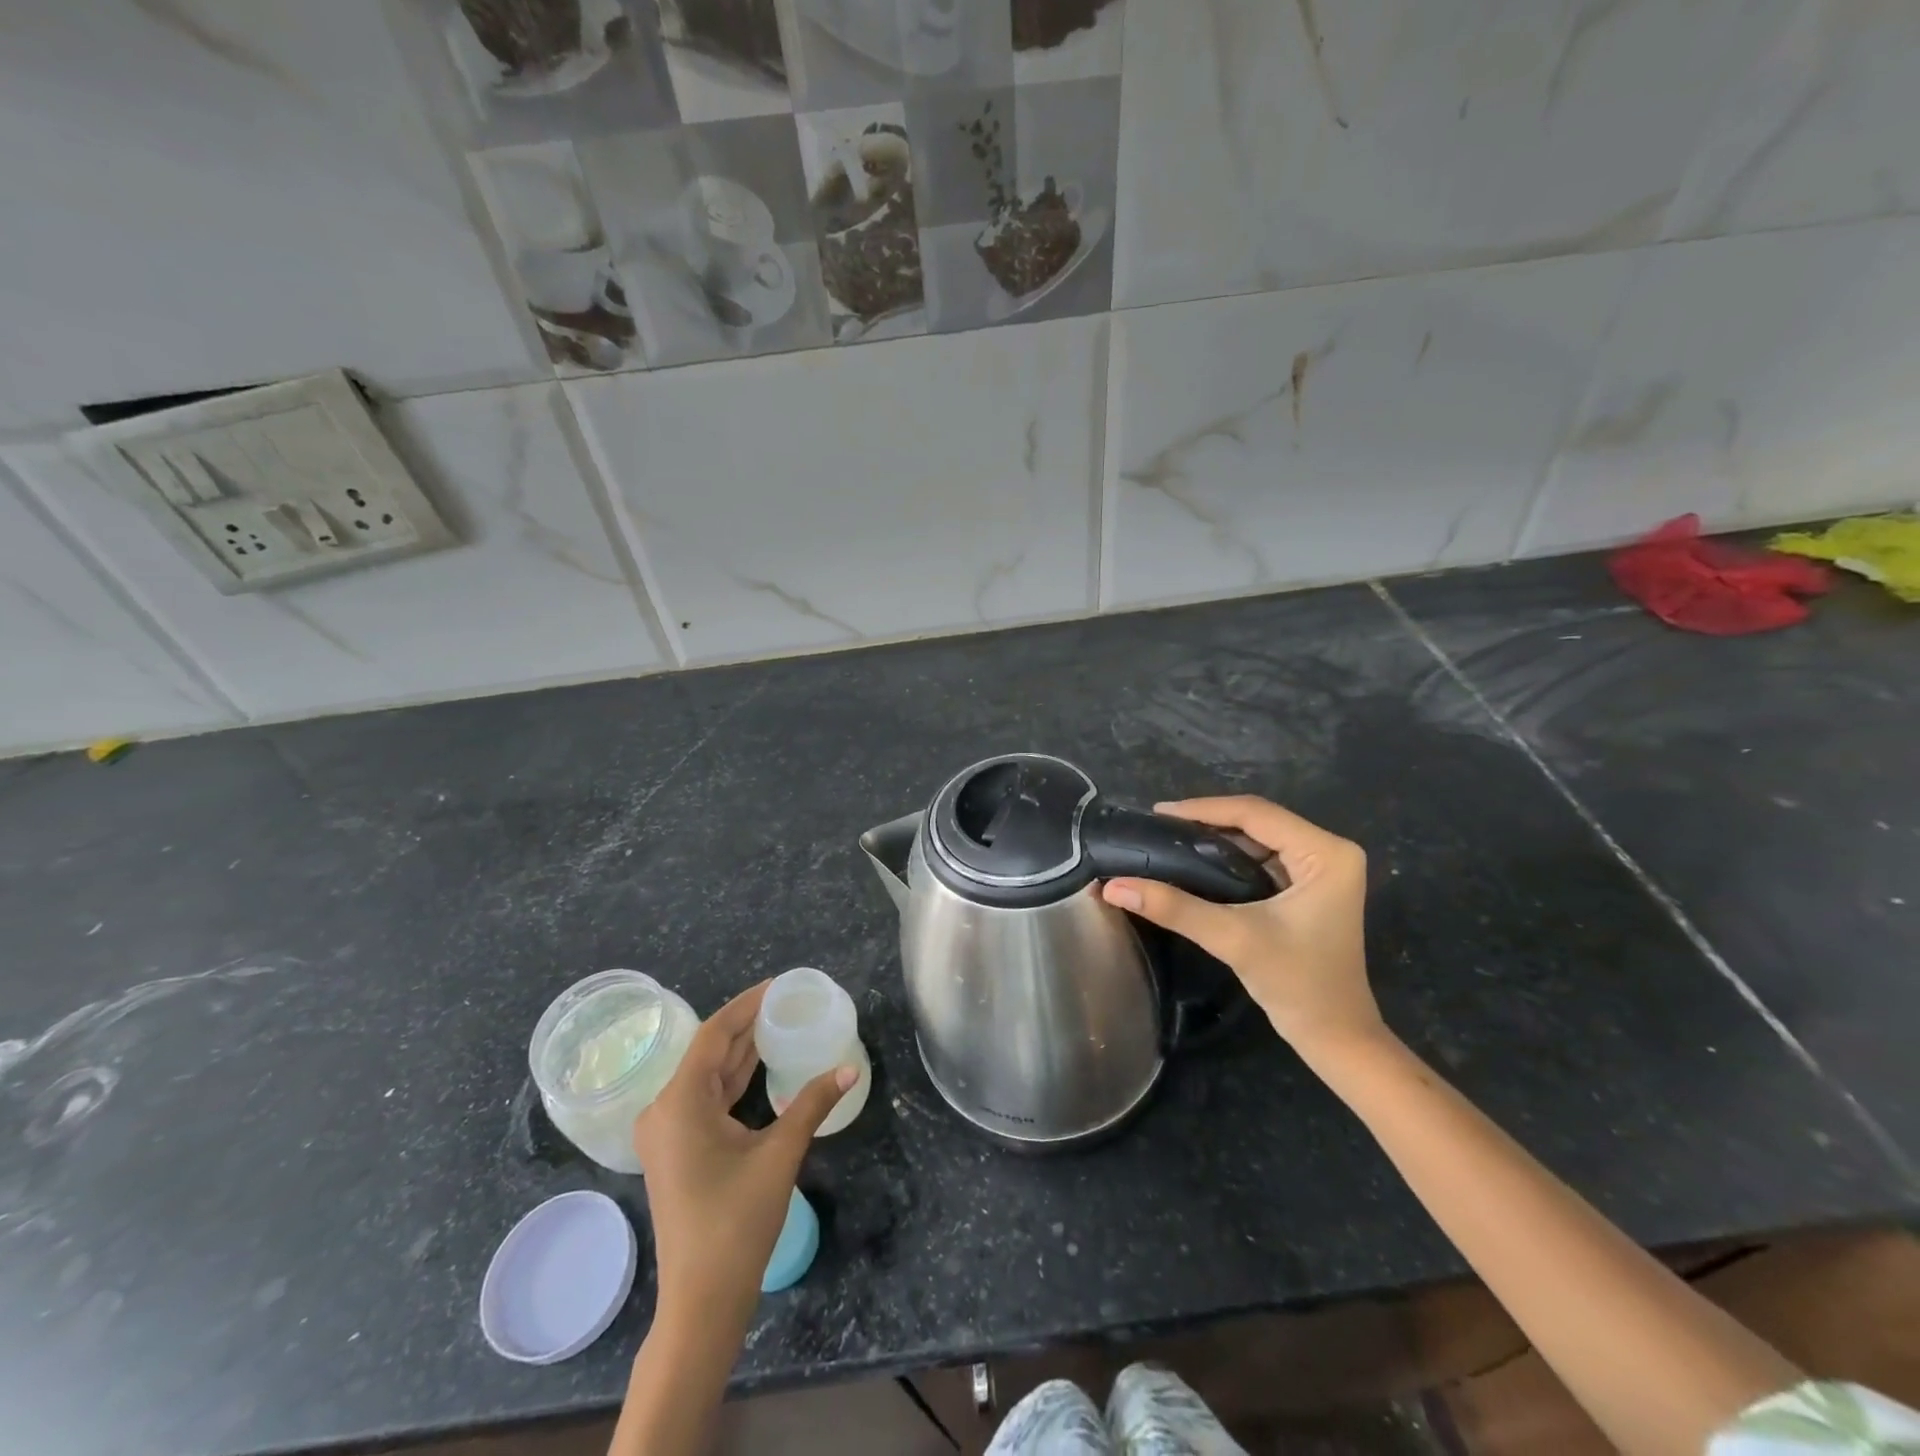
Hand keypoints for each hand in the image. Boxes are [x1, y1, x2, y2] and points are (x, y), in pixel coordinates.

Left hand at [631, 983, 854, 1323]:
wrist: (702, 1300)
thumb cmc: (737, 1222)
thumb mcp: (779, 1154)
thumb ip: (813, 1104)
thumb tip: (850, 1069)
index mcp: (679, 1102)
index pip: (715, 1034)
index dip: (746, 1005)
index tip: (778, 985)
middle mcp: (664, 1109)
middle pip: (709, 1052)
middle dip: (747, 1025)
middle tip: (786, 1002)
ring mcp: (666, 1132)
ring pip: (707, 1075)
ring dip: (741, 1052)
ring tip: (779, 1024)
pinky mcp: (675, 1150)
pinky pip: (705, 1099)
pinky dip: (733, 1080)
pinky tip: (761, 1067)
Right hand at [1101, 796, 1383, 1059]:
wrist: (1334, 1036)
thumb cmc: (1296, 984)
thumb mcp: (1233, 938)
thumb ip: (1174, 908)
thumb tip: (1114, 886)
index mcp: (1326, 853)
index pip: (1256, 814)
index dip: (1204, 809)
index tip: (1157, 813)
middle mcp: (1329, 851)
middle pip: (1257, 821)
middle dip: (1206, 821)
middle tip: (1157, 826)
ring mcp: (1321, 869)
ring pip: (1257, 838)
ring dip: (1214, 839)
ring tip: (1168, 839)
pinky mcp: (1309, 886)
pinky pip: (1262, 858)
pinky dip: (1228, 858)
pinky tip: (1195, 861)